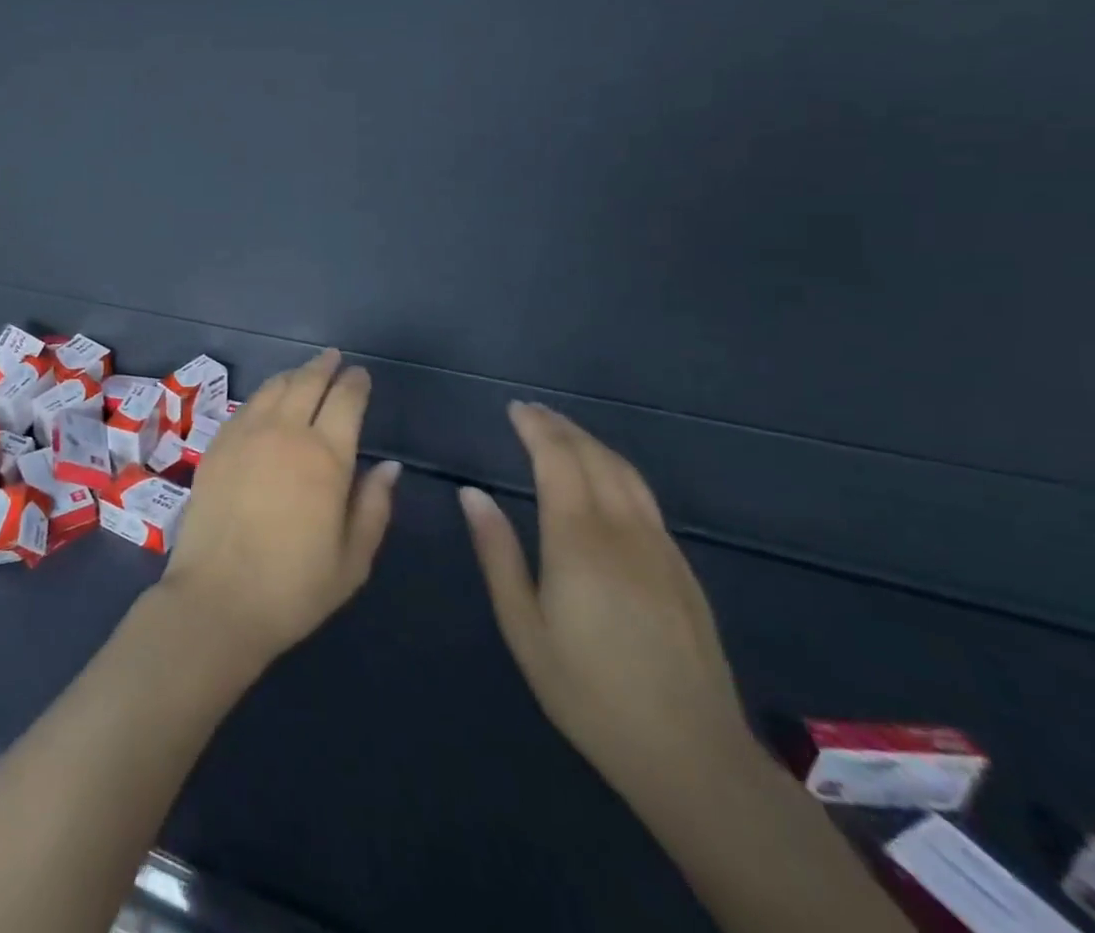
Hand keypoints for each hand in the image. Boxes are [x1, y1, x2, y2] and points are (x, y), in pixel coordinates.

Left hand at [159, 349, 401, 667]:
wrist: (218, 598)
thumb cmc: (294, 587)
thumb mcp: (353, 558)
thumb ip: (373, 505)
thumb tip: (389, 466)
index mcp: (325, 456)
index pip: (345, 402)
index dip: (355, 384)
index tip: (360, 375)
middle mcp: (284, 433)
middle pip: (306, 383)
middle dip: (324, 367)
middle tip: (334, 358)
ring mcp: (244, 435)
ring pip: (273, 388)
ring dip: (293, 375)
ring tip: (304, 372)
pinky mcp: (217, 445)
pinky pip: (245, 407)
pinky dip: (263, 395)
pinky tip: (267, 401)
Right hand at [462, 403, 758, 811]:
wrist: (692, 755)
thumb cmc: (588, 691)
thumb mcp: (523, 626)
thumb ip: (497, 553)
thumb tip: (472, 494)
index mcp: (579, 541)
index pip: (559, 461)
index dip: (537, 428)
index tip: (514, 408)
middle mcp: (624, 532)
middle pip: (595, 458)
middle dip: (562, 427)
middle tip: (531, 412)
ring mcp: (660, 549)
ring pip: (627, 475)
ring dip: (591, 444)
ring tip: (562, 432)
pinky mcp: (681, 570)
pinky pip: (645, 499)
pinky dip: (617, 471)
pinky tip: (603, 480)